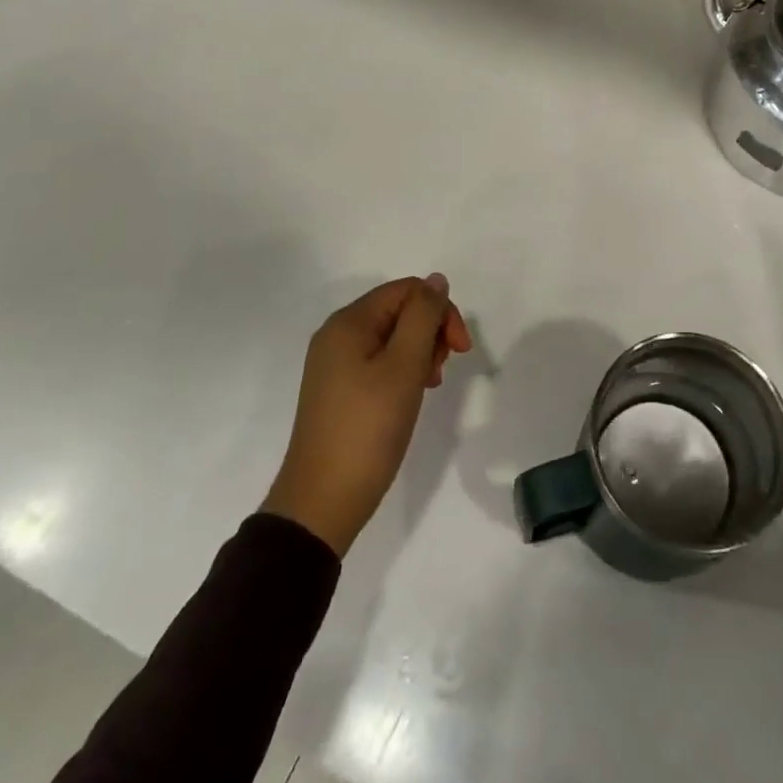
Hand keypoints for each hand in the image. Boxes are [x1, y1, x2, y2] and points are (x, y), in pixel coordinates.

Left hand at [261, 275, 473, 556]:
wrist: (323, 501)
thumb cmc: (368, 429)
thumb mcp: (404, 367)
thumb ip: (423, 317)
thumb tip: (436, 281)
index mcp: (349, 322)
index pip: (407, 290)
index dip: (440, 311)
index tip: (460, 350)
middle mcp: (337, 334)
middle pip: (399, 310)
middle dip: (430, 332)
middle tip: (440, 371)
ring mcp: (335, 363)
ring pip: (392, 337)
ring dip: (419, 353)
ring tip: (428, 386)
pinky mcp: (338, 389)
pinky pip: (378, 361)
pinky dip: (402, 371)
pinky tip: (410, 396)